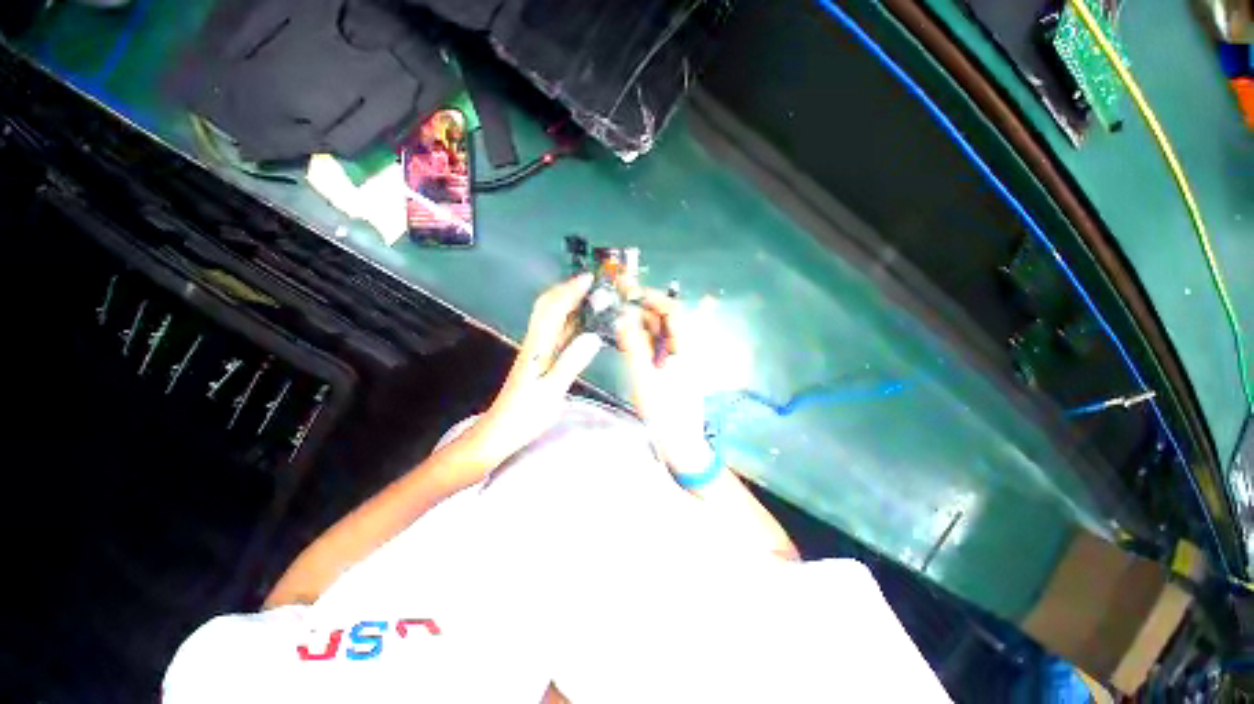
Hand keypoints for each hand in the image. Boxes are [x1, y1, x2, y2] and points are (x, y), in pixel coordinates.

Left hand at [472, 274, 602, 465]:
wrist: (498, 432)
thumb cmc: (524, 416)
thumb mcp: (551, 392)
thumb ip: (571, 363)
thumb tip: (593, 337)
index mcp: (537, 347)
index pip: (553, 310)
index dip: (570, 291)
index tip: (588, 279)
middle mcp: (534, 342)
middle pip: (546, 306)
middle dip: (566, 290)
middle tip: (589, 283)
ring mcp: (535, 350)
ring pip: (549, 317)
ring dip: (566, 301)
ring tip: (589, 296)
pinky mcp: (537, 358)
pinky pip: (553, 331)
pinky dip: (566, 320)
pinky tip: (579, 323)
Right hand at [615, 289, 713, 477]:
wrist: (679, 440)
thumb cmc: (663, 410)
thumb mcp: (644, 377)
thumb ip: (634, 345)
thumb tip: (622, 317)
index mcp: (685, 346)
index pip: (673, 310)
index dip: (652, 297)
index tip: (629, 293)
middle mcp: (685, 346)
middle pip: (665, 318)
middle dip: (642, 307)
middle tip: (616, 302)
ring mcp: (678, 357)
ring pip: (659, 331)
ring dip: (639, 322)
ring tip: (616, 318)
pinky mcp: (671, 367)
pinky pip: (656, 345)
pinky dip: (641, 337)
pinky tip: (625, 336)